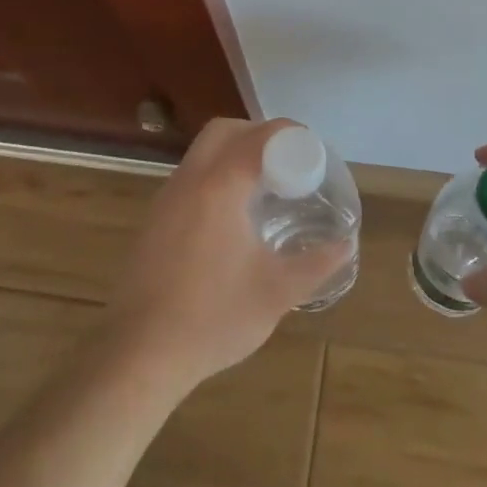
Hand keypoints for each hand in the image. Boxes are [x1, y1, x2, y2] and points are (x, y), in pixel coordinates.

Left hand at [102, 117, 351, 391]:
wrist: (140, 355)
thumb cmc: (213, 318)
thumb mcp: (276, 293)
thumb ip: (315, 264)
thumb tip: (345, 246)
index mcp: (219, 188)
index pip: (257, 137)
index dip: (289, 134)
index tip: (313, 150)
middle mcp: (188, 182)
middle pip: (223, 131)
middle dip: (258, 135)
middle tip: (287, 161)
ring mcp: (165, 200)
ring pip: (201, 153)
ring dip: (234, 154)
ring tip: (265, 187)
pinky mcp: (153, 221)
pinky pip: (189, 178)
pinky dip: (215, 176)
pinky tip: (233, 216)